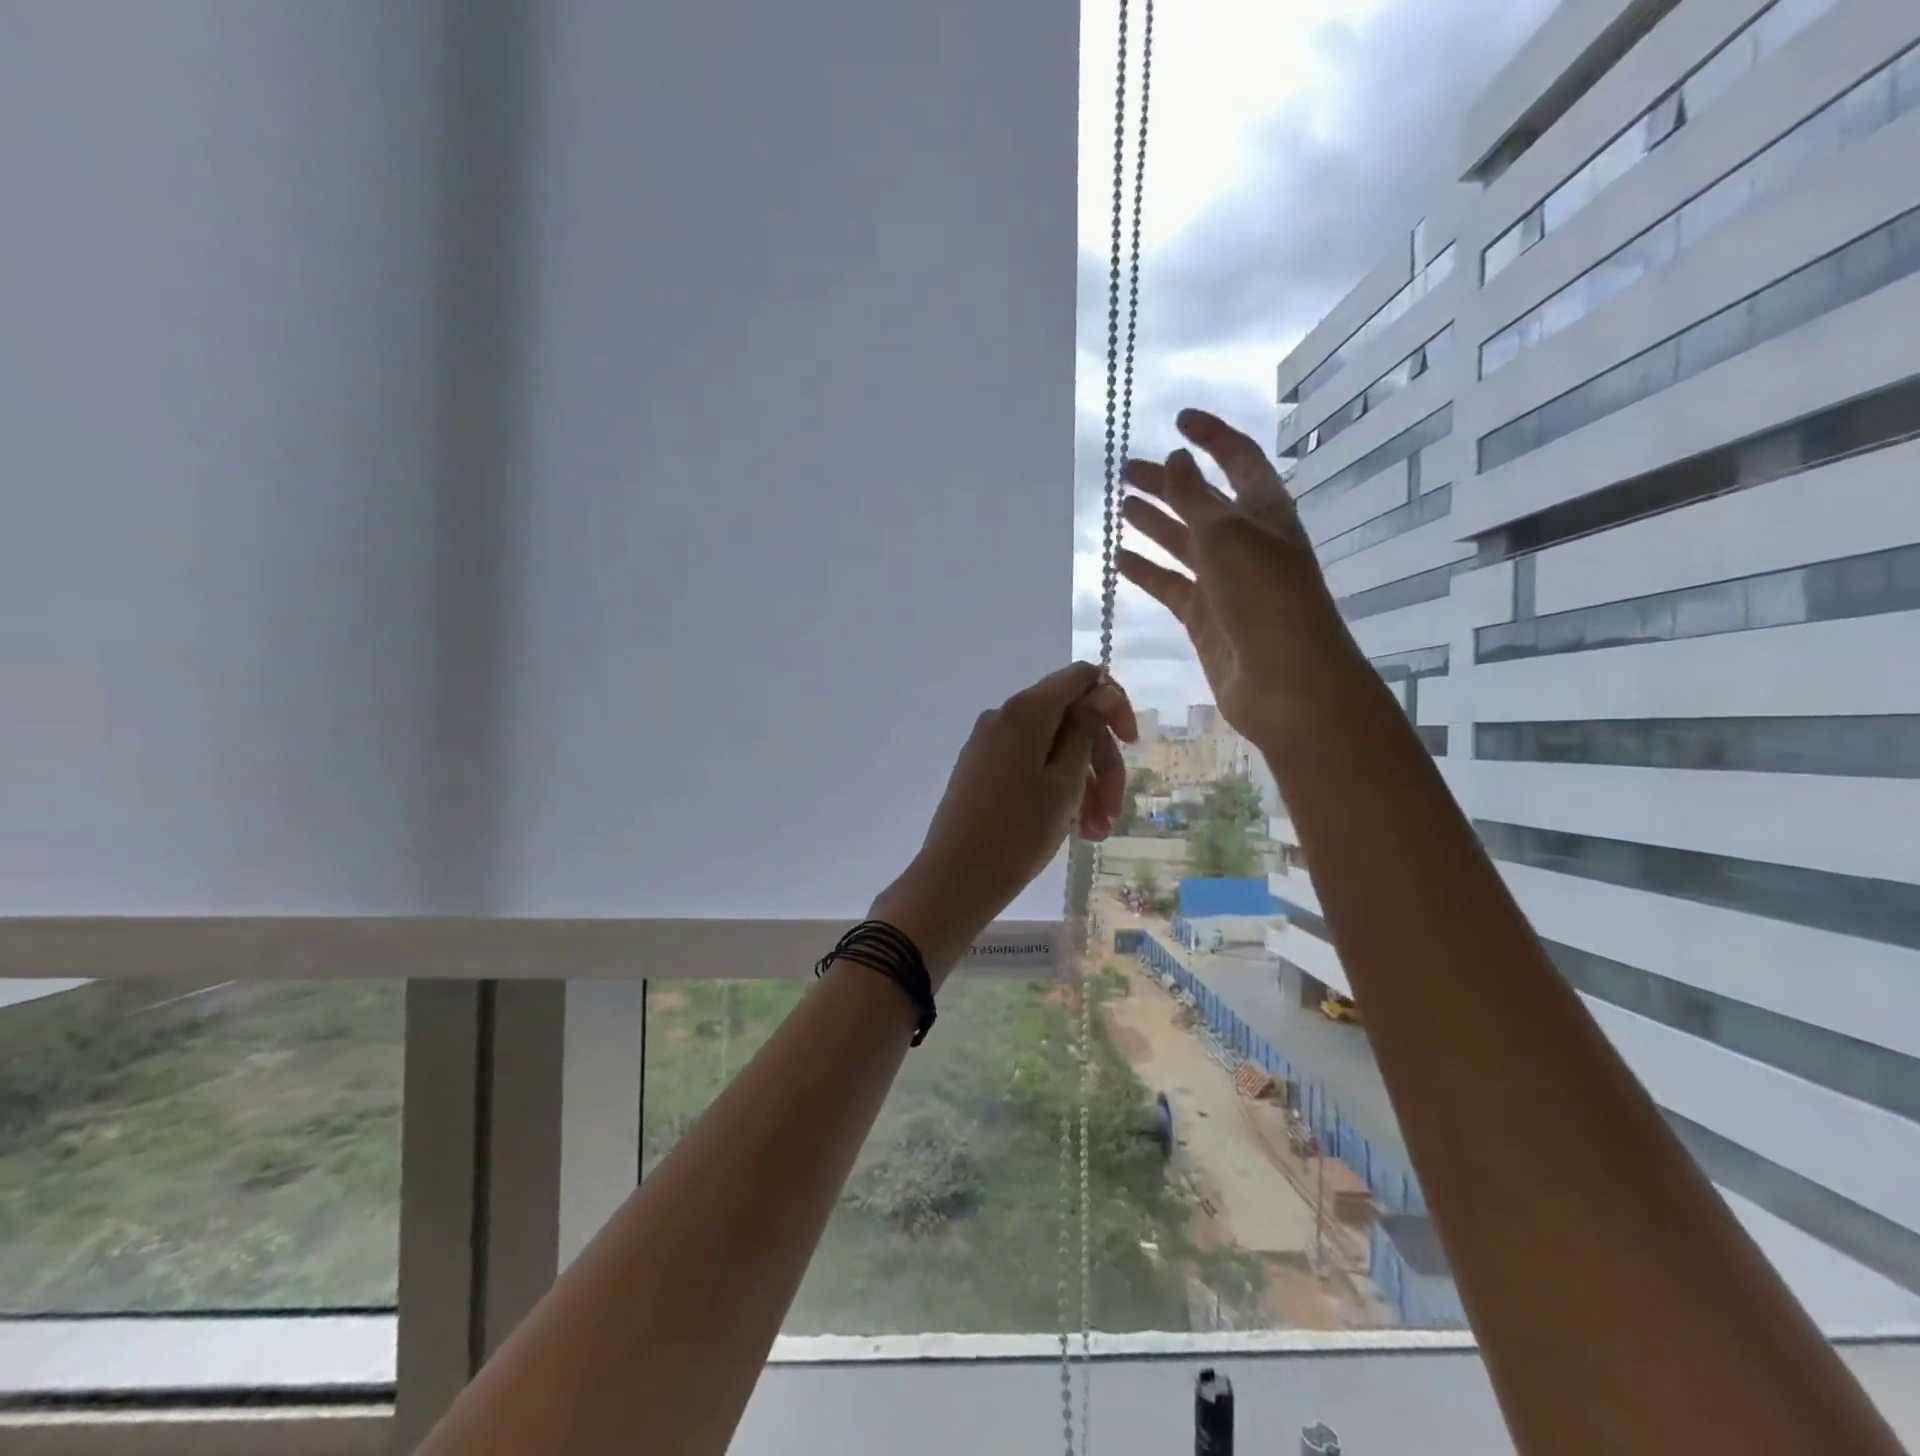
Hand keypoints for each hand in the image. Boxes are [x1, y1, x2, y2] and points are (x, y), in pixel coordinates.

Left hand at [873, 663, 1137, 978]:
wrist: (955, 881)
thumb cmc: (1017, 832)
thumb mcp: (1064, 783)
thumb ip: (1086, 731)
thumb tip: (1102, 690)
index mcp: (1025, 712)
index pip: (1080, 678)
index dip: (1113, 704)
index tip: (1131, 744)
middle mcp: (1004, 719)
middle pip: (1069, 719)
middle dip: (1101, 761)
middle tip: (1115, 809)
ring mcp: (990, 746)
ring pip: (1052, 750)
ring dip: (1083, 784)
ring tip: (1098, 832)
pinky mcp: (983, 773)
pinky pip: (1030, 768)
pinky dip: (1057, 791)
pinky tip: (1076, 830)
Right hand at [1117, 408, 1364, 748]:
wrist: (1285, 681)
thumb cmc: (1264, 597)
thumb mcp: (1226, 535)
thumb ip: (1194, 497)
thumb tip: (1174, 460)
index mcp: (1264, 511)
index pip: (1238, 458)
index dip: (1211, 436)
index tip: (1177, 419)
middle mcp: (1245, 541)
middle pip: (1201, 500)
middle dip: (1167, 482)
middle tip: (1124, 472)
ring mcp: (1224, 582)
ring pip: (1181, 542)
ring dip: (1153, 523)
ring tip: (1119, 507)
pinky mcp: (1204, 617)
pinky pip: (1169, 584)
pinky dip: (1145, 570)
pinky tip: (1119, 558)